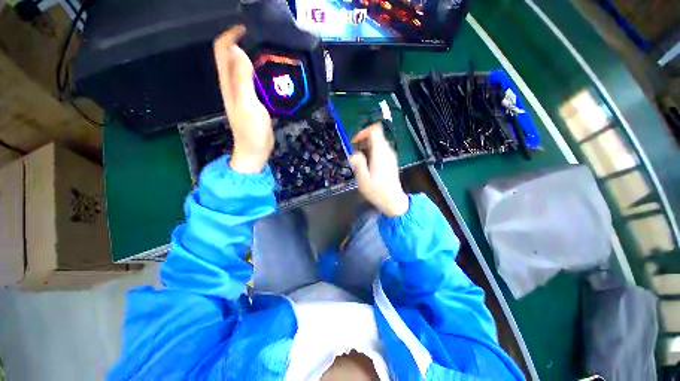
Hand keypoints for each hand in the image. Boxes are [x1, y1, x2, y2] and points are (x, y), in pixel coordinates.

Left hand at [214, 26, 273, 173]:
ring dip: (255, 56)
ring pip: (244, 66)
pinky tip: (274, 73)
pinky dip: (262, 72)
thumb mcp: (248, 105)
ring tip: (273, 53)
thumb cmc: (252, 131)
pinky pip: (254, 80)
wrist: (255, 151)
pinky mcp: (253, 101)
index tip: (251, 29)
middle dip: (245, 41)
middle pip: (232, 54)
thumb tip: (238, 49)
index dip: (232, 34)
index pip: (223, 49)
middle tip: (266, 40)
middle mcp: (232, 84)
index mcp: (228, 82)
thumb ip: (242, 79)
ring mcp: (243, 93)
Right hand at [349, 123, 408, 217]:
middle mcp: (387, 151)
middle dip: (363, 140)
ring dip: (367, 147)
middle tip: (355, 152)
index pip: (375, 130)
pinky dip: (372, 151)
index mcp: (380, 153)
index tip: (355, 142)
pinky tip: (367, 164)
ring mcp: (391, 155)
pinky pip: (381, 149)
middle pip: (376, 135)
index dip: (363, 132)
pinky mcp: (391, 161)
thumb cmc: (377, 191)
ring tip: (360, 159)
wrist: (393, 201)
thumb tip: (354, 154)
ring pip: (378, 142)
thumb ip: (359, 165)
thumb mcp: (363, 180)